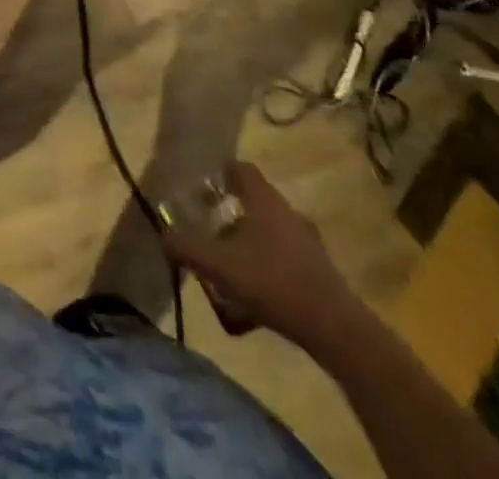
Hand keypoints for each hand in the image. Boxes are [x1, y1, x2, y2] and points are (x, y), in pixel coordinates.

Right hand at [161, 161, 360, 351]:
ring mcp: (308, 241)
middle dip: (231, 214)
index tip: (203, 189)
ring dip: (250, 242)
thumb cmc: (273, 282)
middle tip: (211, 232)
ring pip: (271, 231)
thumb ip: (187, 249)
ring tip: (231, 268)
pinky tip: (255, 296)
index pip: (241, 169)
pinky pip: (286, 257)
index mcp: (264, 200)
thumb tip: (162, 235)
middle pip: (255, 201)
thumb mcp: (220, 266)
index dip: (221, 174)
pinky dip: (268, 267)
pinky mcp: (320, 270)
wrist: (336, 329)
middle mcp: (288, 211)